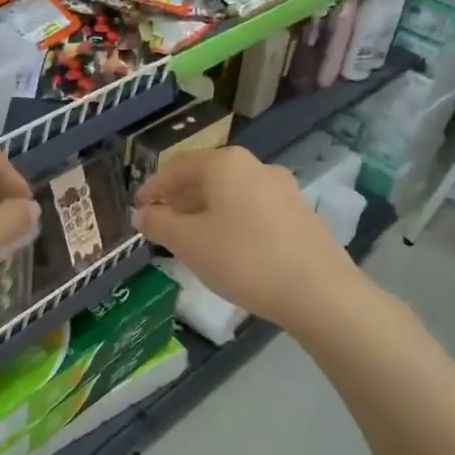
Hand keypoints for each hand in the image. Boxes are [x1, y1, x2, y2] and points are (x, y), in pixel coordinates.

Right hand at [133, 147, 353, 329]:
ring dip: (204, 212)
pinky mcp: (299, 214)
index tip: (136, 208)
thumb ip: (158, 224)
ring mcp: (282, 190)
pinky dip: (230, 222)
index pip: (177, 167)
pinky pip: (252, 210)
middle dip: (179, 200)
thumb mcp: (188, 243)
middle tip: (160, 225)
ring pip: (230, 195)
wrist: (317, 291)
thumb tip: (141, 213)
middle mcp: (256, 167)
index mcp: (225, 164)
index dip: (152, 187)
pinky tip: (226, 249)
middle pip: (206, 178)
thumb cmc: (242, 259)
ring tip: (190, 240)